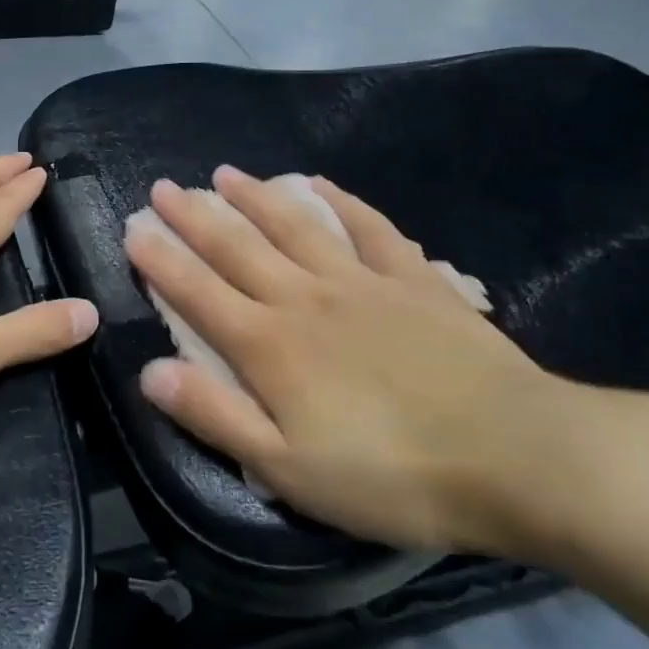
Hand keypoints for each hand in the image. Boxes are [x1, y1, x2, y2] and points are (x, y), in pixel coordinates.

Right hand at [123, 165, 632, 561]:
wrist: (516, 456)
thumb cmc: (391, 475)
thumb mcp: (286, 469)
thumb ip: (215, 415)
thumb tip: (150, 372)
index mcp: (269, 346)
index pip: (197, 292)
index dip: (160, 260)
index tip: (133, 229)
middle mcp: (305, 298)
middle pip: (237, 247)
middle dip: (193, 216)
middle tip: (163, 187)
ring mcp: (361, 282)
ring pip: (294, 226)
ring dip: (255, 197)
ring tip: (223, 173)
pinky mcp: (413, 280)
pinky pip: (368, 227)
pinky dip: (339, 201)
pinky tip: (318, 184)